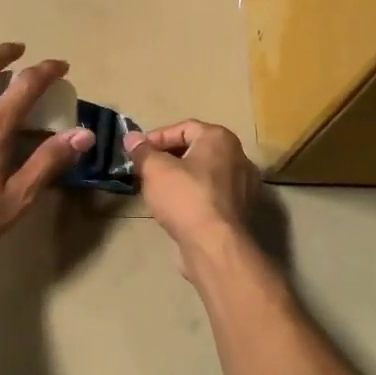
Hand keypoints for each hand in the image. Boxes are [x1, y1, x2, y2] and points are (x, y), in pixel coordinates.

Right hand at [127, 120, 258, 254]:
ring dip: (180, 177)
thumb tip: (131, 137)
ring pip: (204, 173)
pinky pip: (212, 194)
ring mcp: (244, 185)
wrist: (216, 246)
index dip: (156, 138)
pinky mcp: (241, 210)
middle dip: (167, 157)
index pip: (183, 127)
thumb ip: (142, 151)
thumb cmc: (185, 198)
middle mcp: (238, 156)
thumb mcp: (155, 170)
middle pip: (195, 149)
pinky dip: (194, 195)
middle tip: (144, 170)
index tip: (136, 153)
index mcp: (220, 138)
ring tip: (157, 189)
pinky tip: (177, 208)